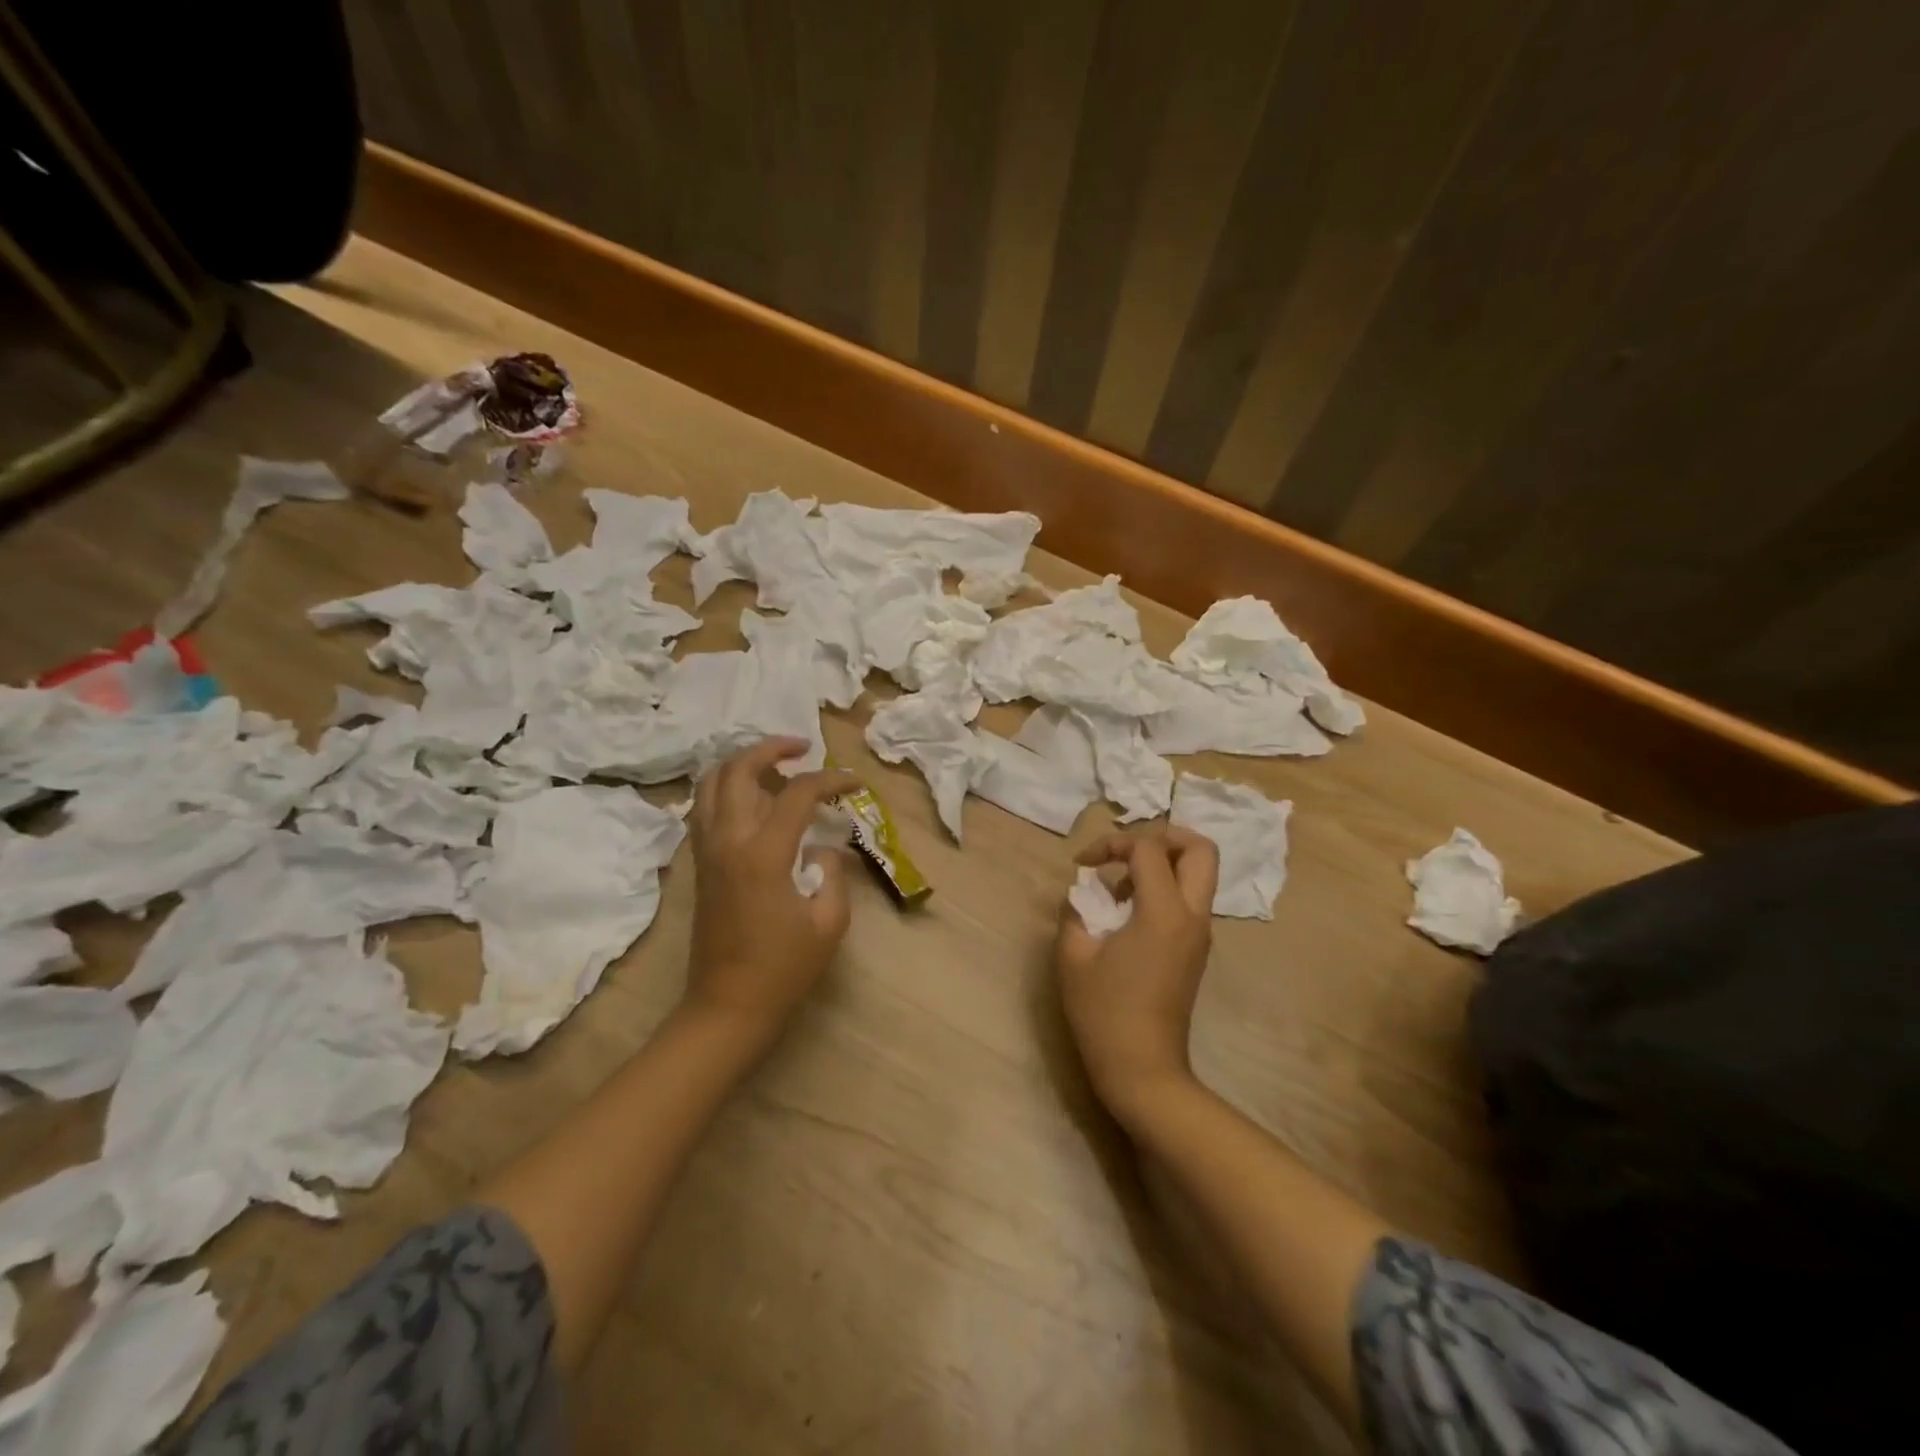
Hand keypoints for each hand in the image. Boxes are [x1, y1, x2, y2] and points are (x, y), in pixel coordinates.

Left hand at [687, 738, 860, 1041]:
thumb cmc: (783, 969)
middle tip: (802, 749)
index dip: (831, 779)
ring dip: (742, 764)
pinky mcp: (699, 865)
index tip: (856, 784)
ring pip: (711, 784)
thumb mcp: (829, 922)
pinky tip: (753, 800)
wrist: (727, 1007)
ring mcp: (706, 851)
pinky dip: (726, 788)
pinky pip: (704, 808)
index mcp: (762, 853)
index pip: (798, 792)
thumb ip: (831, 872)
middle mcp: (727, 841)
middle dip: (771, 749)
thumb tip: (819, 847)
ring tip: (775, 766)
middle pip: (737, 770)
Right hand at [1055, 826, 1218, 1121]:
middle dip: (1163, 836)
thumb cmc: (1104, 1013)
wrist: (1143, 1069)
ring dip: (1163, 864)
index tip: (1083, 865)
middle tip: (1126, 852)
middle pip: (1200, 849)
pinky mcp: (1197, 949)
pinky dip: (1164, 889)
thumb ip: (1077, 910)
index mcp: (1164, 913)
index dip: (1111, 844)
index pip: (1148, 849)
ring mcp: (1201, 933)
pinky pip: (1190, 899)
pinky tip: (1128, 913)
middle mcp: (1192, 916)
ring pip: (1199, 874)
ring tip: (1120, 887)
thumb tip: (1085, 892)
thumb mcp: (1074, 955)